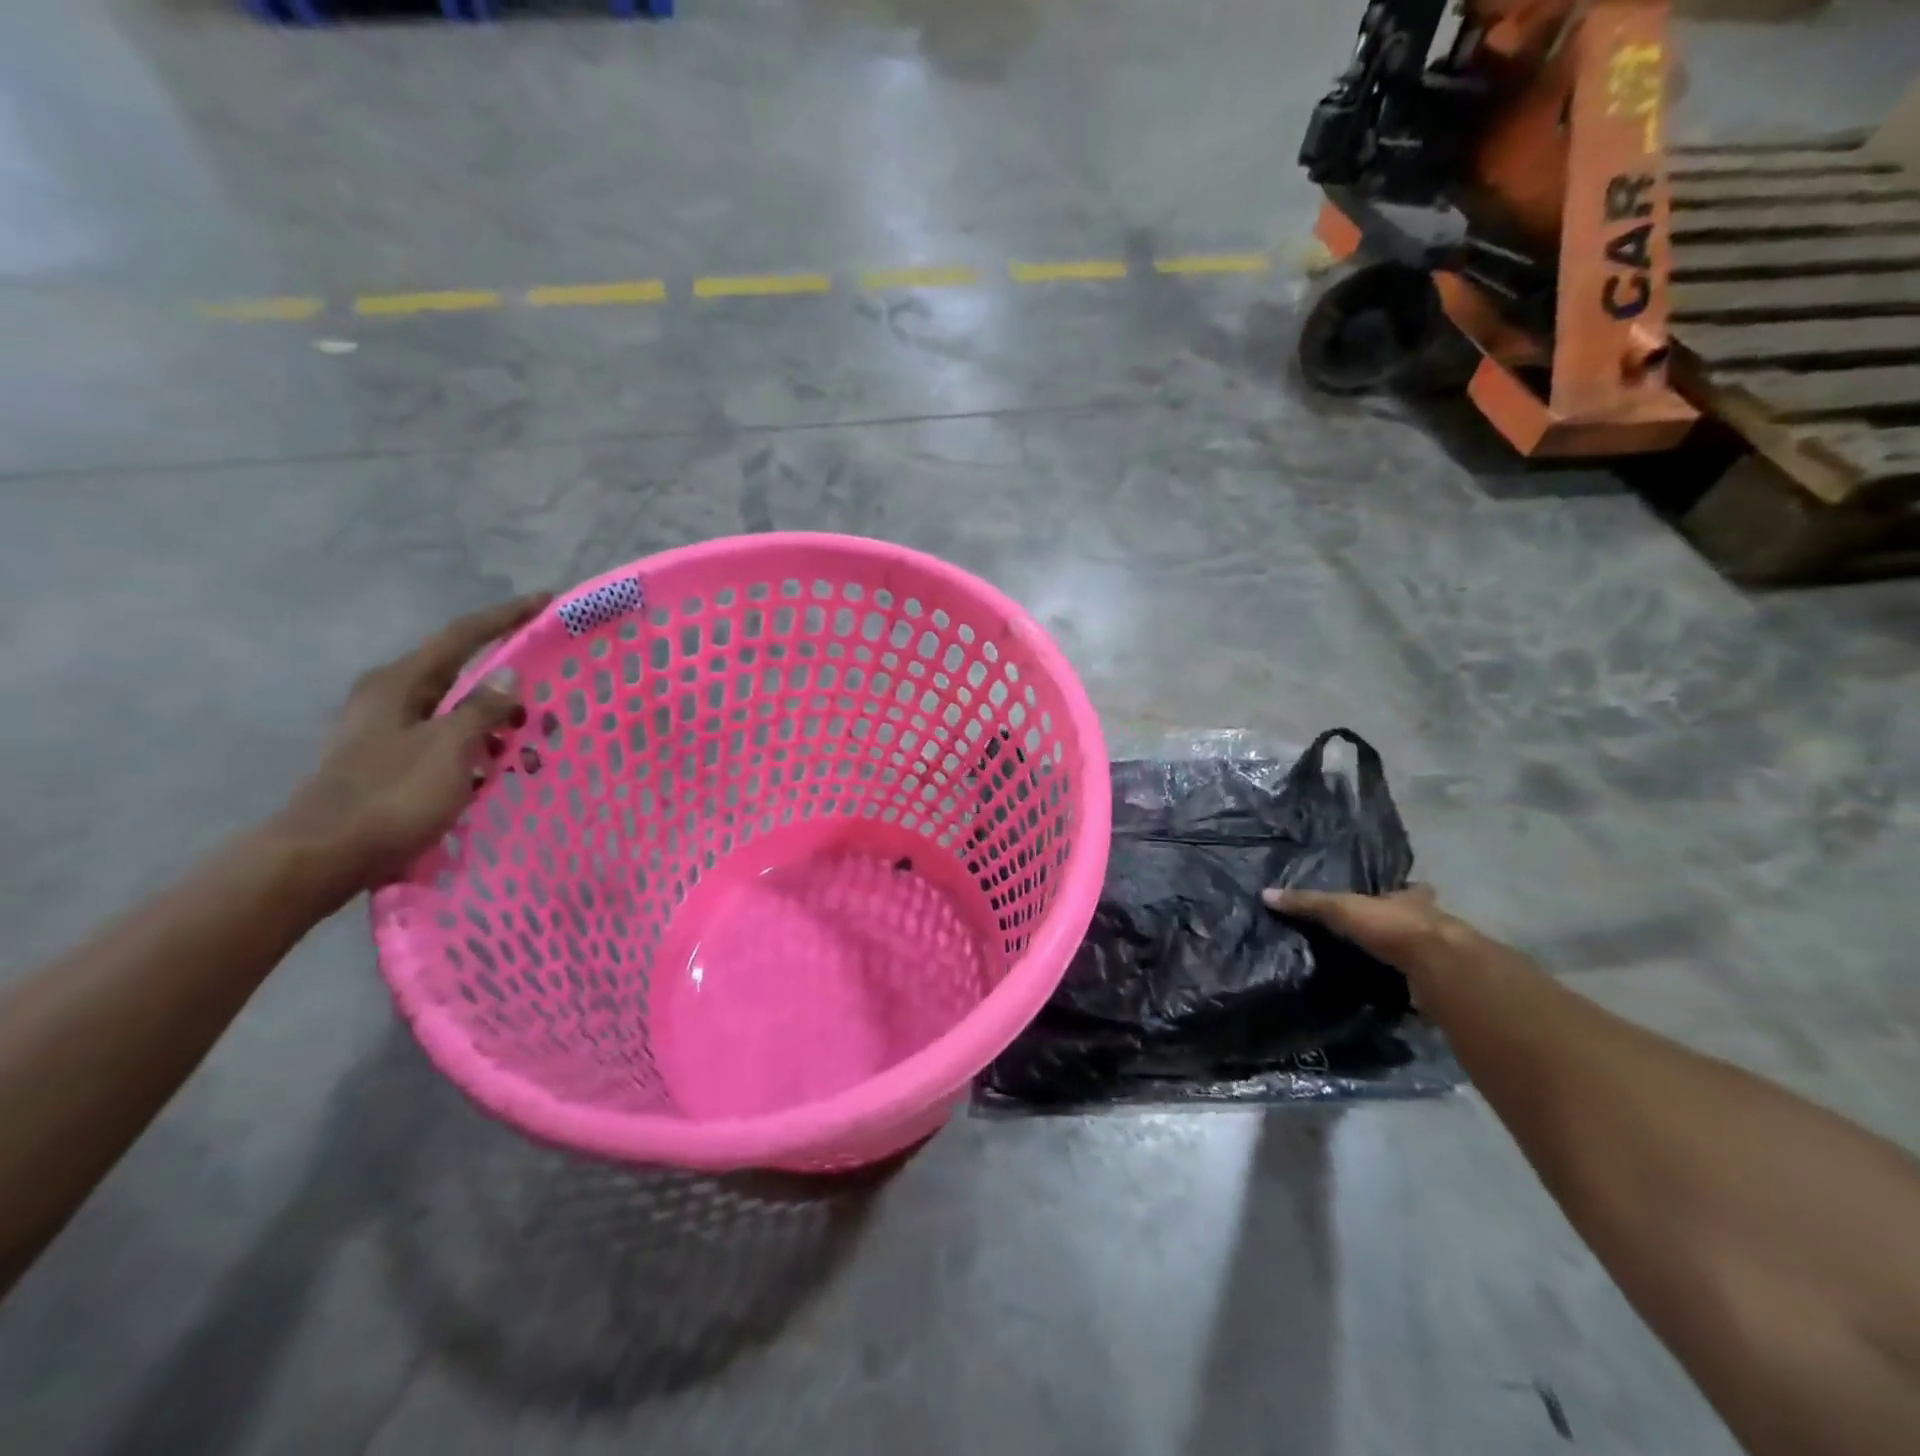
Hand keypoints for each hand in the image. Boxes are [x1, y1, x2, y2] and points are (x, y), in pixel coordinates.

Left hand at [277, 593, 549, 899]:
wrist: (323, 859)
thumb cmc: (390, 797)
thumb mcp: (448, 749)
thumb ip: (482, 709)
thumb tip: (510, 676)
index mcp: (399, 682)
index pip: (463, 635)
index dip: (507, 617)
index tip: (546, 601)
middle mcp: (391, 697)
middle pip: (463, 673)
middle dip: (511, 682)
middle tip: (553, 692)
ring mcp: (390, 731)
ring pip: (459, 712)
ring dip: (499, 722)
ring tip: (535, 745)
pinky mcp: (394, 763)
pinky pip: (450, 742)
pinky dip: (481, 748)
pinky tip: (501, 770)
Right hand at [1262, 883, 1474, 977]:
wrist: (1438, 968)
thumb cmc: (1392, 926)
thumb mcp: (1341, 909)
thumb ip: (1308, 903)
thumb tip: (1266, 893)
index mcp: (1410, 901)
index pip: (1409, 891)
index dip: (1404, 892)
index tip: (1395, 894)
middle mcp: (1431, 924)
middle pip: (1420, 920)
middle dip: (1406, 926)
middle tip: (1385, 935)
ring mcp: (1441, 956)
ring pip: (1423, 951)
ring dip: (1409, 957)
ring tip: (1384, 966)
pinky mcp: (1443, 985)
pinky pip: (1423, 983)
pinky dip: (1411, 988)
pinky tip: (1396, 994)